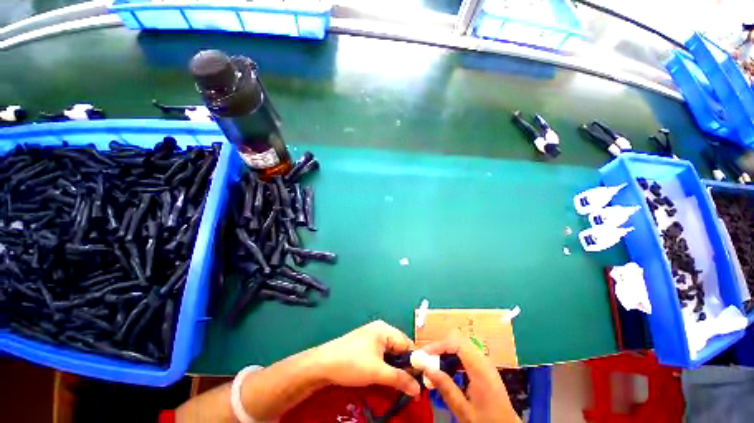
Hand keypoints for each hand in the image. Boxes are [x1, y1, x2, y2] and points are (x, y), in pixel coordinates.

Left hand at [310, 320, 420, 396]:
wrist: (323, 364)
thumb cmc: (352, 363)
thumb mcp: (377, 372)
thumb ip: (400, 379)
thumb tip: (418, 390)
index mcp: (385, 329)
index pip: (407, 343)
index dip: (415, 361)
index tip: (421, 379)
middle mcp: (380, 330)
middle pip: (399, 347)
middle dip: (405, 365)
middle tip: (411, 385)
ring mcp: (371, 337)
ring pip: (390, 353)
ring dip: (395, 367)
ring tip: (400, 383)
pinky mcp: (365, 346)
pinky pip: (381, 355)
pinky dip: (386, 366)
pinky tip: (385, 377)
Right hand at [418, 334, 520, 422]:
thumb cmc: (487, 422)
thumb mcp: (464, 410)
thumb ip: (446, 388)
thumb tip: (426, 368)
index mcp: (480, 369)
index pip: (456, 343)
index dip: (438, 345)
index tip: (424, 354)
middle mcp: (483, 360)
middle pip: (458, 340)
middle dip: (440, 346)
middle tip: (427, 358)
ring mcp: (485, 363)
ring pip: (461, 345)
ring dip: (446, 350)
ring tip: (434, 363)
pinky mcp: (484, 368)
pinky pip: (465, 353)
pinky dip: (453, 356)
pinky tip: (447, 368)